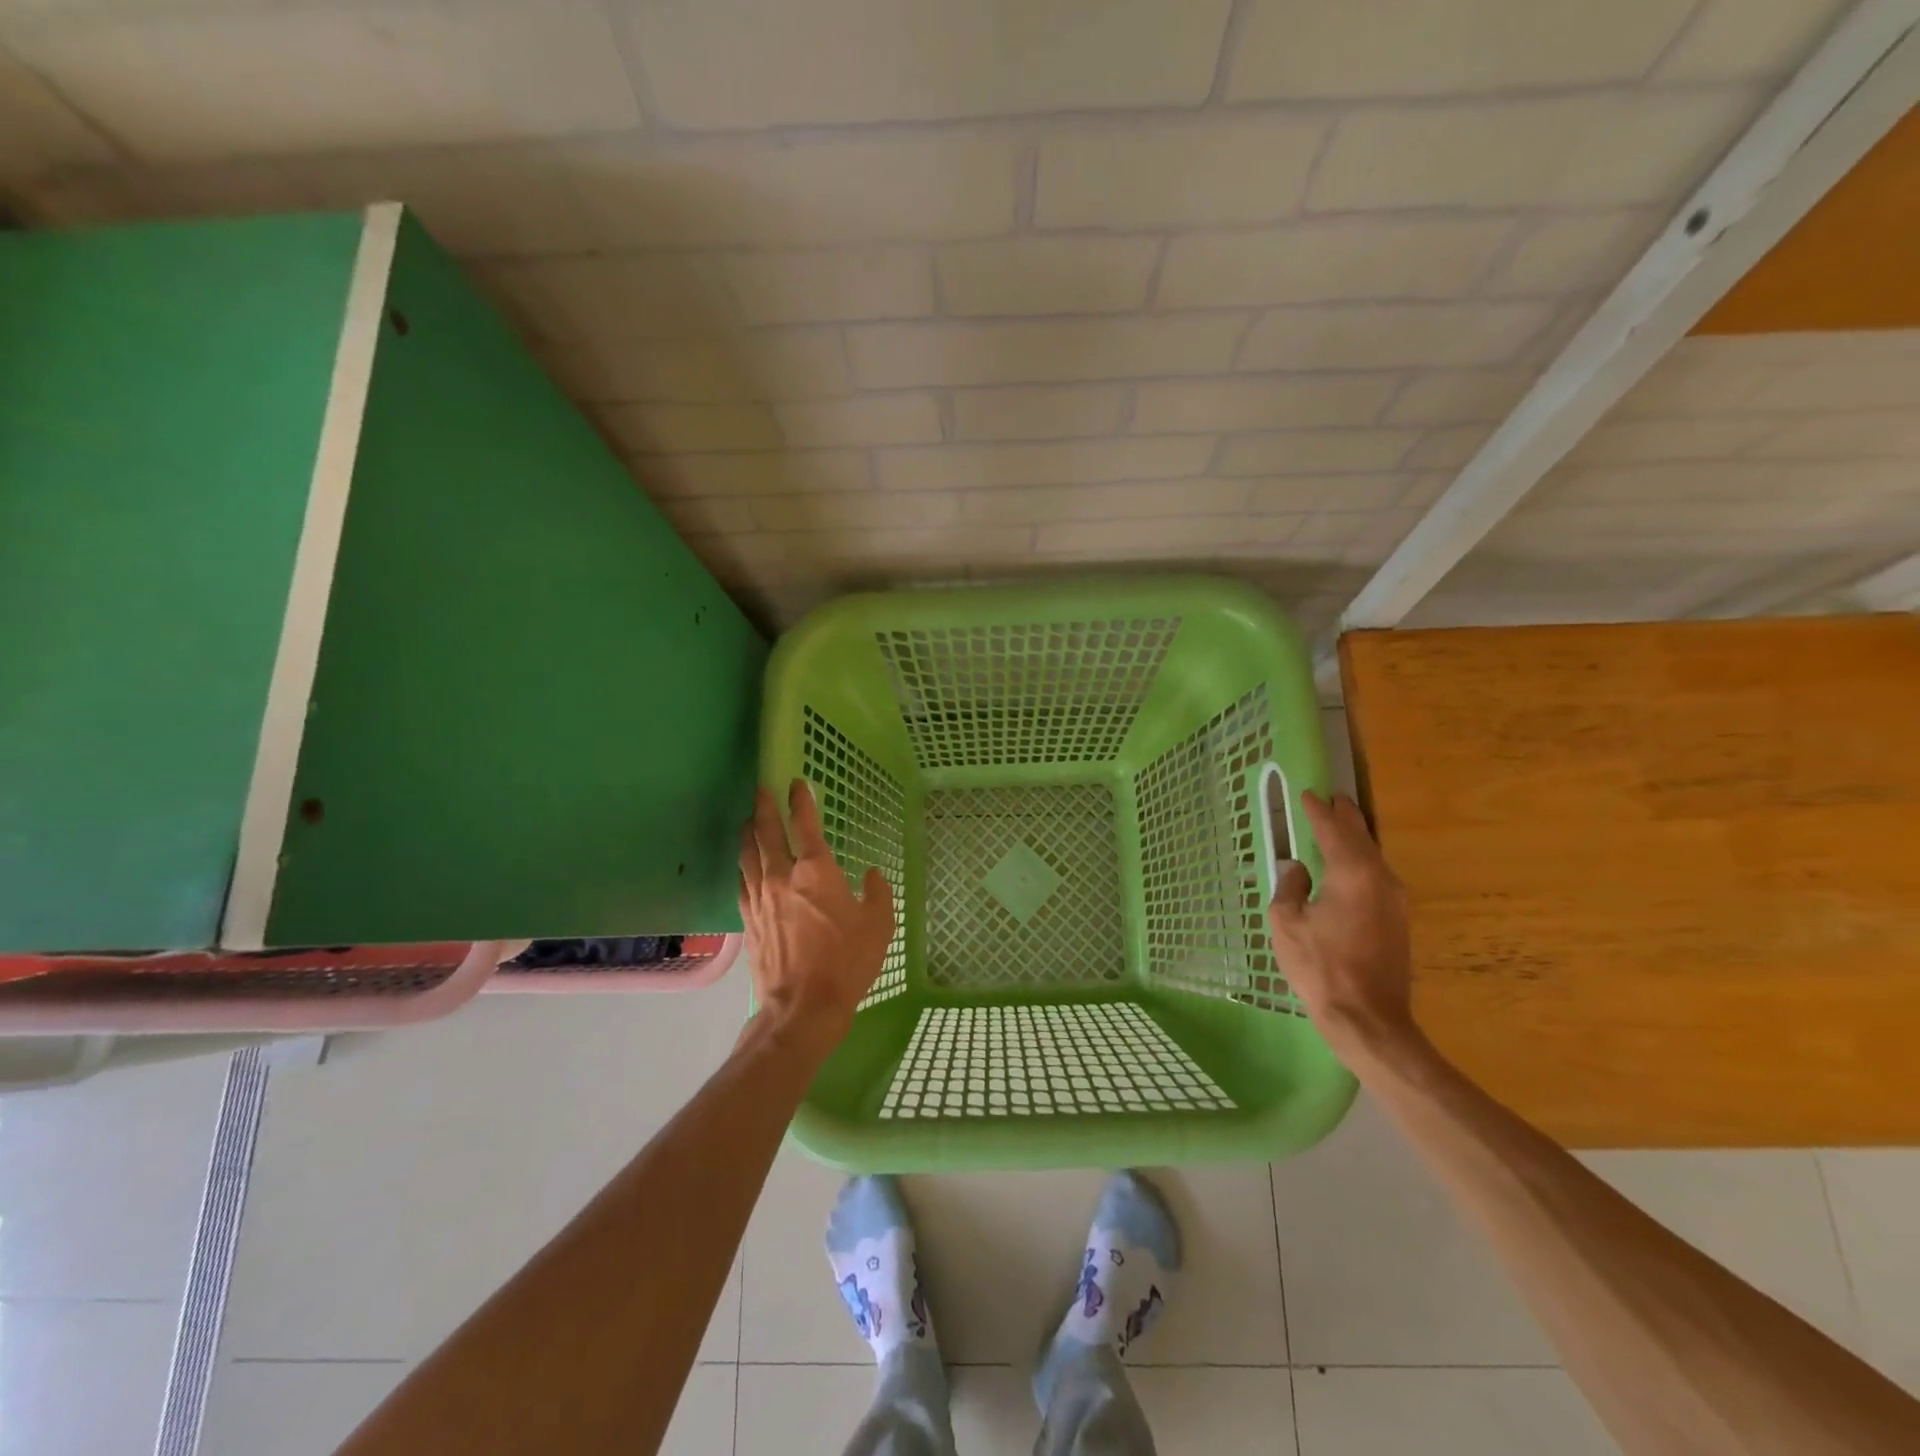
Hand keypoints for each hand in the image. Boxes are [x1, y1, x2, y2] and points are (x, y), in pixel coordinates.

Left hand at [739, 779, 895, 1057]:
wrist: (802, 1008)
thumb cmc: (846, 963)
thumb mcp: (878, 926)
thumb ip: (877, 894)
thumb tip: (871, 875)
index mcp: (816, 872)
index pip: (805, 825)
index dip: (801, 801)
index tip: (797, 783)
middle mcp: (782, 877)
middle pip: (766, 832)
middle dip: (764, 807)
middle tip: (762, 789)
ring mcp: (760, 899)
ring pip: (748, 855)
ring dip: (747, 832)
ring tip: (747, 819)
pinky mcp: (748, 921)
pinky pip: (742, 883)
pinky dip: (743, 866)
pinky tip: (743, 864)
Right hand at [1266, 791, 1418, 1063]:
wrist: (1368, 1019)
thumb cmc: (1321, 967)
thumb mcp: (1287, 923)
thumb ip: (1290, 887)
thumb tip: (1297, 869)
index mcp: (1353, 874)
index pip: (1333, 830)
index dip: (1318, 811)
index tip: (1308, 794)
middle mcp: (1381, 880)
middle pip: (1362, 838)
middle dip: (1345, 817)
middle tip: (1332, 799)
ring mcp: (1395, 901)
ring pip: (1374, 857)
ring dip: (1356, 839)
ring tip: (1341, 825)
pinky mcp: (1398, 921)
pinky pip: (1377, 876)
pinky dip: (1362, 861)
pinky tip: (1350, 866)